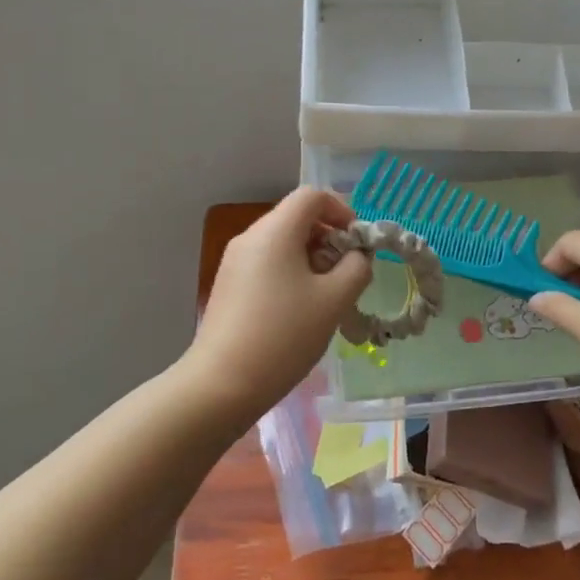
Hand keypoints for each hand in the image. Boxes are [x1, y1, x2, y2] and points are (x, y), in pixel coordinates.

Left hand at [182, 188, 373, 418]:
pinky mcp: (229, 285)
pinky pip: (267, 264)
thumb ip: (356, 268)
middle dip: (328, 239)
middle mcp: (250, 237)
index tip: (357, 244)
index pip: (312, 196)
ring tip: (326, 297)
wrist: (222, 383)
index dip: (341, 211)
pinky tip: (299, 311)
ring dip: (311, 259)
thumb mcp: (334, 300)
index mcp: (275, 231)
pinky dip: (290, 273)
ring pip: (282, 243)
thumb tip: (357, 256)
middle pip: (296, 218)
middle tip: (346, 275)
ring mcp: (234, 261)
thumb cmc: (284, 335)